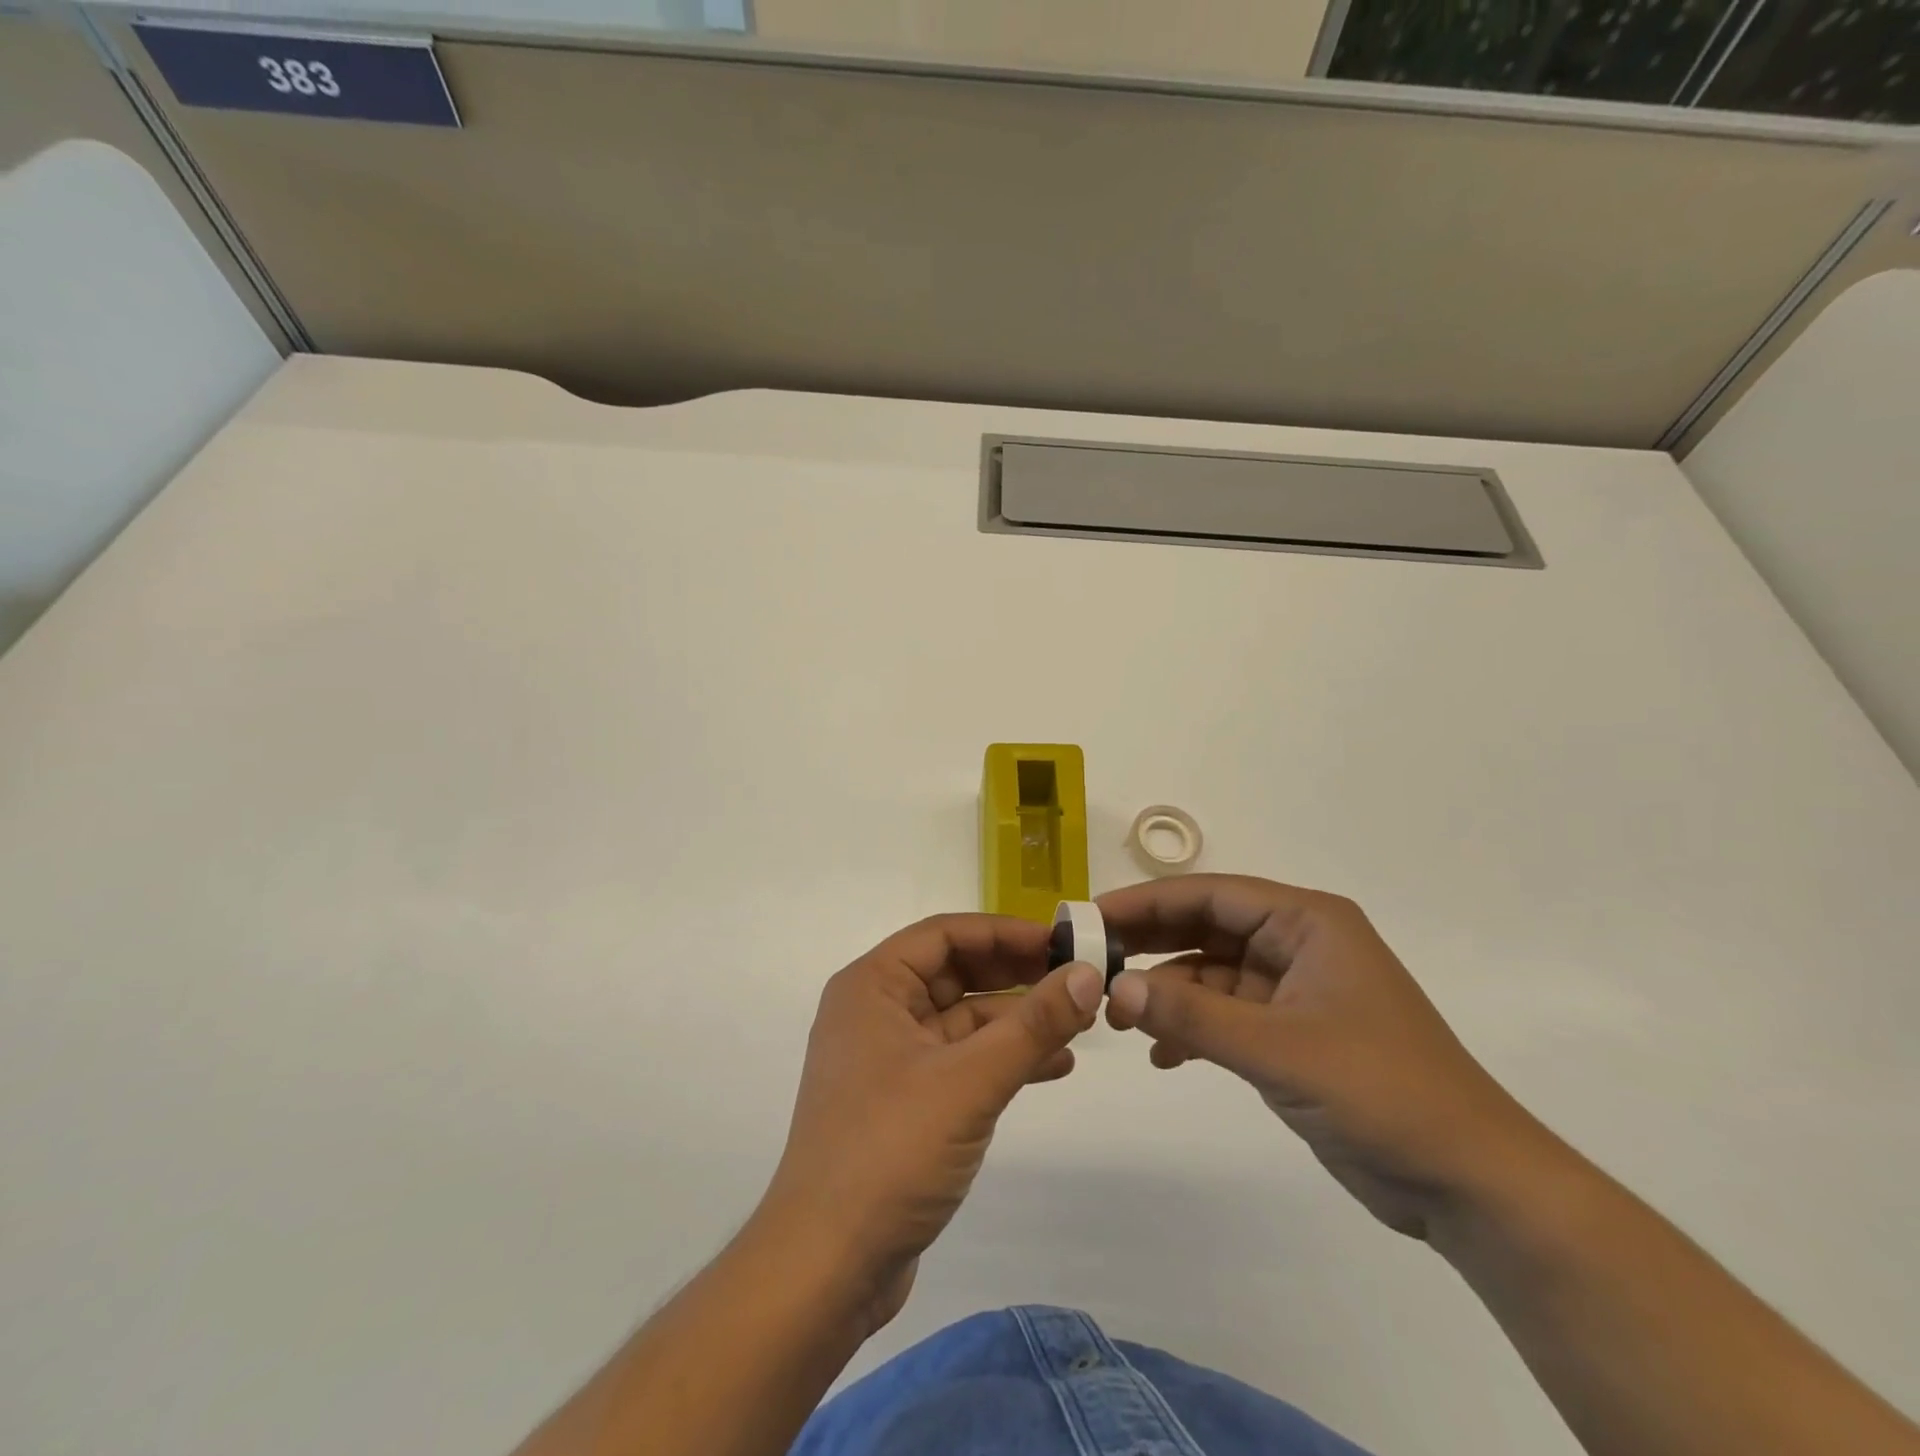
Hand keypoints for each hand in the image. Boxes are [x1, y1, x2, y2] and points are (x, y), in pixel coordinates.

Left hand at [755, 914, 1104, 1331]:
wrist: (826, 1268)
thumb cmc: (890, 1151)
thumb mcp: (970, 1081)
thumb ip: (1033, 1025)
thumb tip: (1089, 974)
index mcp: (872, 986)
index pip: (944, 934)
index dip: (1004, 932)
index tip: (1061, 942)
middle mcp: (876, 1012)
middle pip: (954, 973)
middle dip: (1015, 975)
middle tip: (1077, 978)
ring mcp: (889, 1060)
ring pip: (962, 1020)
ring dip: (1016, 1020)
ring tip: (1079, 1023)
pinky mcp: (904, 1102)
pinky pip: (960, 1061)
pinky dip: (1002, 1059)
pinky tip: (1054, 1067)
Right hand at [1100, 874, 1543, 1239]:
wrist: (1469, 1182)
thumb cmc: (1382, 1092)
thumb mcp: (1279, 1050)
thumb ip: (1193, 1018)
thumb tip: (1113, 989)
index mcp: (1306, 922)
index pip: (1210, 894)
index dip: (1147, 901)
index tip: (1091, 916)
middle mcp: (1298, 944)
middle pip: (1205, 928)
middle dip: (1149, 944)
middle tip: (1090, 960)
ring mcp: (1294, 990)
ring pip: (1210, 973)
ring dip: (1166, 992)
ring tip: (1117, 1017)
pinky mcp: (1292, 1033)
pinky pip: (1225, 1015)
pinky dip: (1191, 1028)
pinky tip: (1161, 1055)